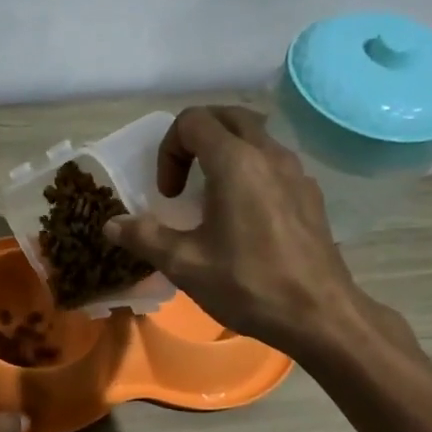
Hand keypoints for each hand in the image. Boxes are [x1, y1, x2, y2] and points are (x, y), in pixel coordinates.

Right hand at [104, 106, 408, 357]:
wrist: (320, 315)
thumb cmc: (248, 284)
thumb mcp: (185, 264)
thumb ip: (144, 237)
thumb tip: (111, 224)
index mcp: (236, 162)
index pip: (193, 121)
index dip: (169, 151)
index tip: (168, 194)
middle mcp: (269, 154)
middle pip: (227, 117)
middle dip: (196, 137)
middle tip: (184, 176)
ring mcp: (296, 172)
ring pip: (256, 136)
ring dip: (225, 151)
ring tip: (212, 196)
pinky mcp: (310, 194)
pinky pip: (274, 163)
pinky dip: (250, 170)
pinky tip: (245, 217)